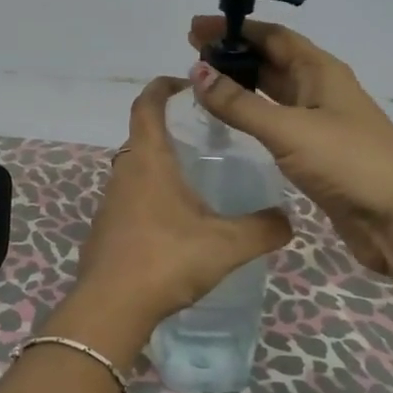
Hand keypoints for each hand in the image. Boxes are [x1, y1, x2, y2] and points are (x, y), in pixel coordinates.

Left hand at [73, 77, 293, 333]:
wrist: (111, 308)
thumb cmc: (167, 260)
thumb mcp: (226, 245)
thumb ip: (263, 229)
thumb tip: (288, 219)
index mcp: (148, 160)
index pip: (147, 105)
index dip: (163, 87)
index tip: (185, 84)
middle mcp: (124, 173)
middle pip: (141, 136)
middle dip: (168, 128)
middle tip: (204, 137)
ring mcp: (109, 202)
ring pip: (135, 170)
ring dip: (160, 165)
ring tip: (195, 179)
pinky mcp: (105, 230)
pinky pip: (129, 199)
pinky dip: (150, 197)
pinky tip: (175, 223)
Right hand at [187, 17, 392, 277]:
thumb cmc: (349, 162)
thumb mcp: (289, 129)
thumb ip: (239, 103)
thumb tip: (195, 72)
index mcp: (320, 71)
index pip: (272, 36)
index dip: (234, 28)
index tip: (195, 28)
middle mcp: (320, 89)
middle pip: (271, 60)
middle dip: (233, 53)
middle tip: (190, 54)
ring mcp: (319, 121)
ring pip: (272, 91)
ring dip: (240, 83)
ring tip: (202, 82)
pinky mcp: (315, 152)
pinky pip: (275, 122)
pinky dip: (250, 115)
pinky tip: (229, 120)